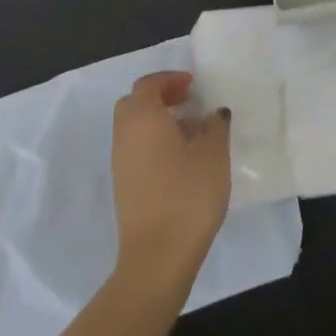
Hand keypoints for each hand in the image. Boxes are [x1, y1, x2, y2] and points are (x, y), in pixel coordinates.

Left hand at [111, 72, 231, 288]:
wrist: (157, 256)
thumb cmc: (188, 196)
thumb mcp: (214, 155)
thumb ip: (215, 127)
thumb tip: (213, 114)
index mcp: (143, 119)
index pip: (148, 85)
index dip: (170, 79)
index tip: (193, 85)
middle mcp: (125, 135)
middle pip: (134, 104)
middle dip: (159, 97)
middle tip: (187, 102)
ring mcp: (120, 163)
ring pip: (133, 127)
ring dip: (156, 120)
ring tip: (190, 132)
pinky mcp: (123, 185)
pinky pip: (134, 149)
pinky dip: (152, 141)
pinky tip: (180, 159)